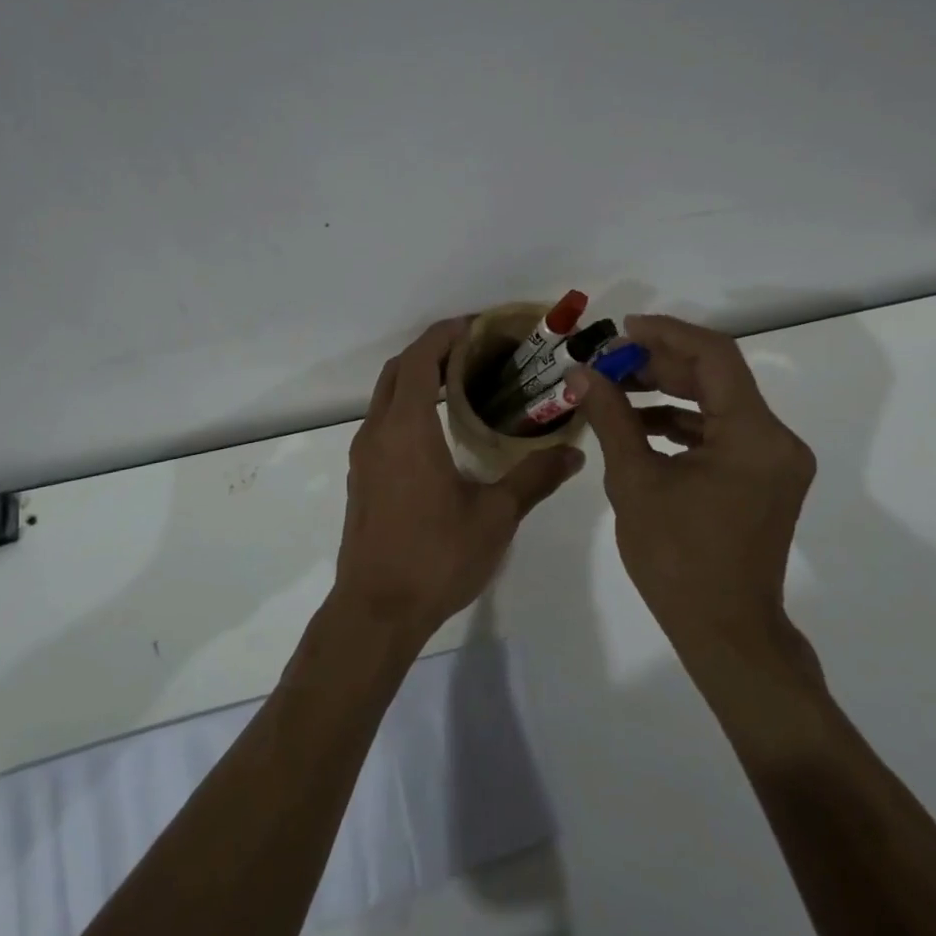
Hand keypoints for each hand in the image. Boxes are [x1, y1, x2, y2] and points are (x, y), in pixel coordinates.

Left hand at [335, 319, 582, 640]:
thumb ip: (534, 478)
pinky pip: (382, 422)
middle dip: (432, 350)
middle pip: (399, 369)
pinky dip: (406, 406)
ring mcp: (364, 455)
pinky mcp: (361, 477)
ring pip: (386, 396)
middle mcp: (378, 431)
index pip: (421, 357)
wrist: (375, 611)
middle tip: (475, 350)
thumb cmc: (436, 557)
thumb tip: (574, 453)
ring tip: (461, 384)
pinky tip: (438, 430)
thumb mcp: (495, 516)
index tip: (476, 325)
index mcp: (408, 427)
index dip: (446, 333)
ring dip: (416, 378)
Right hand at [569, 315, 815, 660]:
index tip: (621, 329)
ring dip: (668, 392)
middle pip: (716, 377)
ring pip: (718, 403)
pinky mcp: (765, 478)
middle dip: (659, 364)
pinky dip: (682, 423)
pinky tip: (640, 424)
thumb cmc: (677, 560)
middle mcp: (776, 439)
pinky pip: (722, 433)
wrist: (726, 632)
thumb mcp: (634, 481)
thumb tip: (580, 373)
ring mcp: (774, 460)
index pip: (714, 356)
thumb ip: (611, 418)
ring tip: (615, 389)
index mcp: (753, 436)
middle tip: (608, 362)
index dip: (666, 334)